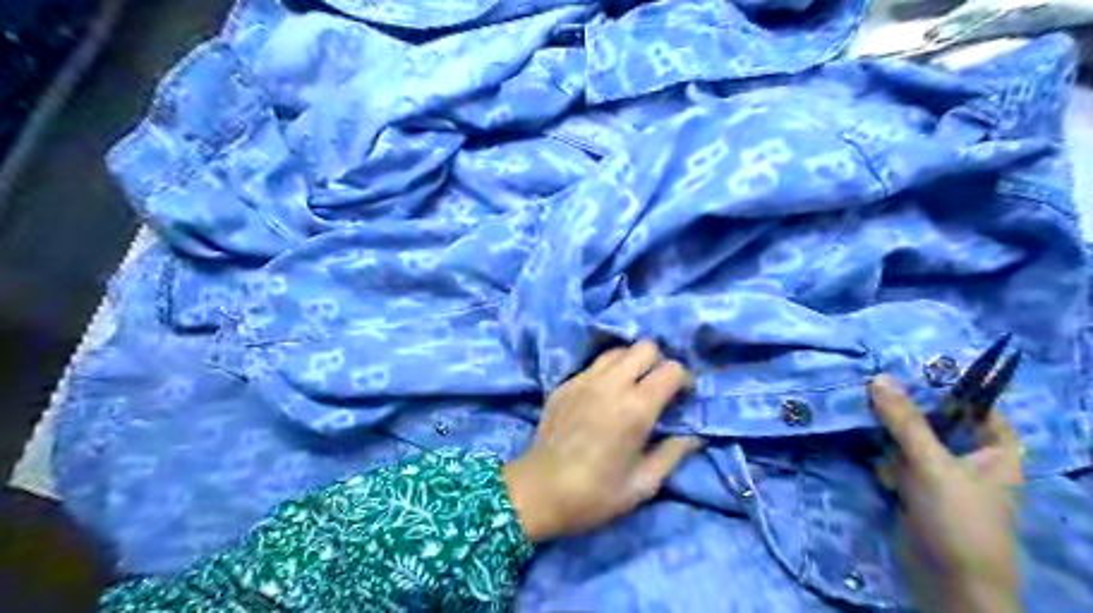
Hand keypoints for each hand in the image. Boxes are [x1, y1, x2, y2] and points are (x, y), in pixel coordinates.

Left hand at [502, 341, 700, 543]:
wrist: (537, 492)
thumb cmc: (594, 495)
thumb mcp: (642, 485)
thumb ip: (673, 454)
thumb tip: (694, 436)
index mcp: (635, 408)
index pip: (671, 369)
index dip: (684, 379)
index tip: (683, 397)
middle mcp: (611, 384)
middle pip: (645, 347)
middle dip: (659, 362)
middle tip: (658, 388)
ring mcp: (583, 380)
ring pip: (618, 351)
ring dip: (632, 363)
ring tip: (632, 387)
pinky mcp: (565, 384)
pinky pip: (594, 365)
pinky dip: (607, 372)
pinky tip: (603, 397)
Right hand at [873, 374, 1025, 611]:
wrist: (947, 581)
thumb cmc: (958, 519)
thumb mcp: (932, 464)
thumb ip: (905, 421)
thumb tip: (879, 378)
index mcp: (995, 448)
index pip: (973, 403)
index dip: (942, 385)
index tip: (903, 367)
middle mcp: (969, 455)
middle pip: (933, 418)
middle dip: (902, 408)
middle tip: (870, 389)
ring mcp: (938, 471)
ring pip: (907, 437)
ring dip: (886, 432)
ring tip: (865, 423)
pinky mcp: (913, 486)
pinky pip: (894, 458)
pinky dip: (882, 456)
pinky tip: (872, 459)